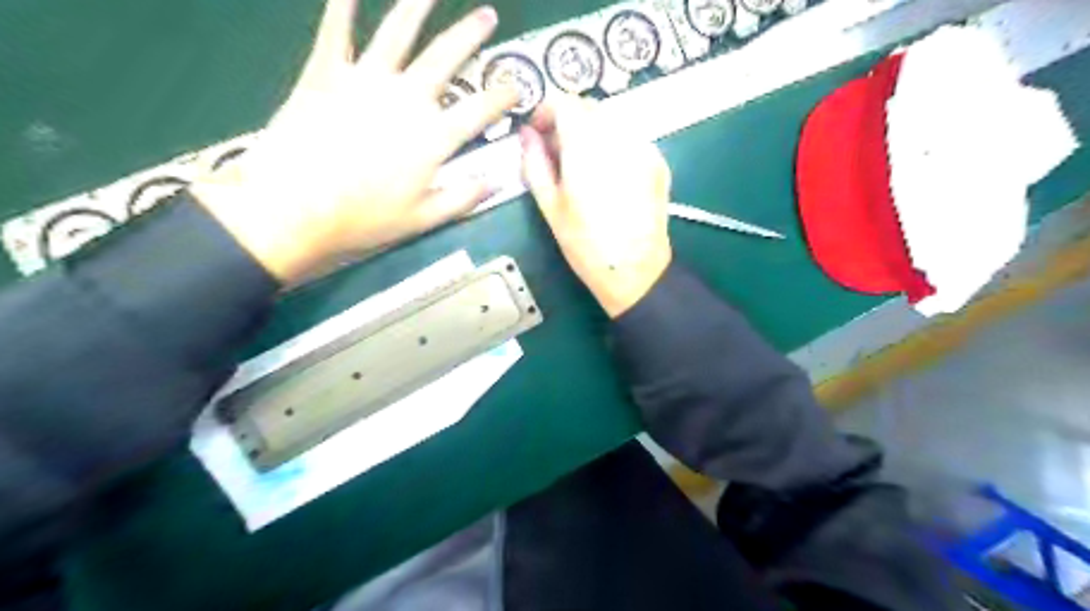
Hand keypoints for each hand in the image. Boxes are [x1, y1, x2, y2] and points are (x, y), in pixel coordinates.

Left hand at [189, 0, 516, 284]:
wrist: (293, 207)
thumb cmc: (363, 218)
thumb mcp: (423, 220)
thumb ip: (463, 198)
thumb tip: (495, 182)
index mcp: (434, 136)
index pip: (481, 110)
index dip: (504, 95)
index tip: (517, 86)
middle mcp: (407, 98)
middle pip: (446, 57)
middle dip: (471, 34)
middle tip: (487, 16)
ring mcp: (365, 79)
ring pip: (397, 32)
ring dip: (417, 6)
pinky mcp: (325, 72)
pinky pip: (336, 31)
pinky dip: (341, 7)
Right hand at [520, 97, 673, 316]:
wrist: (635, 270)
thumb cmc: (585, 244)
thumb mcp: (551, 206)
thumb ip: (535, 163)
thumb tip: (527, 135)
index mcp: (586, 146)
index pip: (565, 103)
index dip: (546, 111)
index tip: (538, 131)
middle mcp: (618, 137)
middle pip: (590, 108)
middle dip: (569, 121)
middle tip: (557, 151)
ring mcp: (643, 147)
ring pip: (612, 121)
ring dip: (592, 132)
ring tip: (583, 165)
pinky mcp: (658, 161)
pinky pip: (630, 138)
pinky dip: (614, 144)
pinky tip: (608, 175)